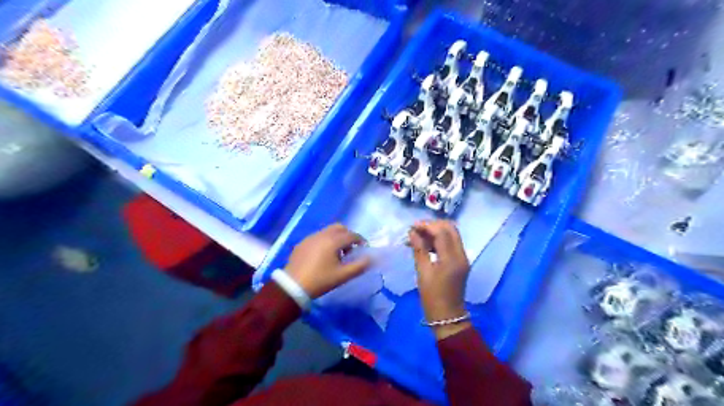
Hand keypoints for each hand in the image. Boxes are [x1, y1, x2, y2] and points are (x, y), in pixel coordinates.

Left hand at [286, 223, 369, 299]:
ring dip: (336, 238)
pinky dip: (325, 241)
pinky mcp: (302, 243)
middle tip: (350, 249)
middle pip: (339, 228)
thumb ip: (359, 266)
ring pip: (328, 231)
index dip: (360, 240)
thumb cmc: (320, 280)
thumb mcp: (342, 276)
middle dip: (348, 235)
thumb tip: (370, 258)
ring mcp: (310, 237)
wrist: (292, 286)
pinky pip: (318, 237)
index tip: (364, 248)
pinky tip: (322, 256)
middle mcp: (322, 234)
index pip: (352, 235)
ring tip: (337, 254)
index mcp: (333, 241)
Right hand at [410, 221, 472, 336]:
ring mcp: (463, 257)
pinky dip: (439, 239)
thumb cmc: (432, 297)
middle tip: (416, 230)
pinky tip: (426, 245)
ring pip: (451, 234)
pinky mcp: (460, 261)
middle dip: (433, 225)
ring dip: (436, 231)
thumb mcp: (423, 272)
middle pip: (450, 228)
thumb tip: (413, 233)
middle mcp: (461, 254)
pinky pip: (451, 243)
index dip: (427, 225)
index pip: (442, 231)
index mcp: (452, 258)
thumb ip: (419, 249)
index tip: (412, 226)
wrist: (448, 316)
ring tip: (418, 237)